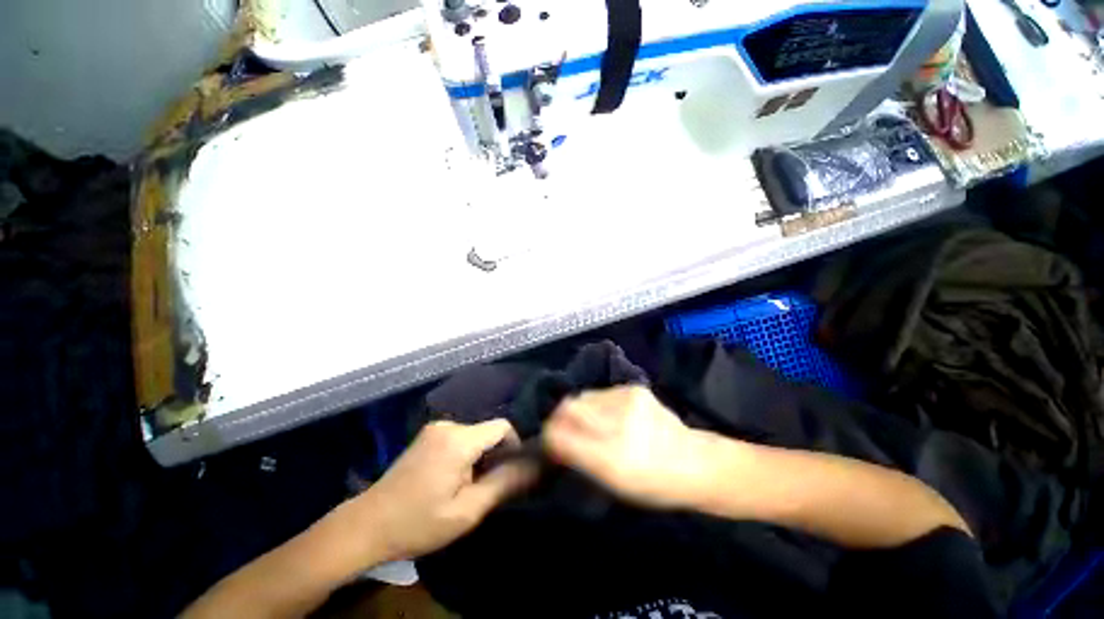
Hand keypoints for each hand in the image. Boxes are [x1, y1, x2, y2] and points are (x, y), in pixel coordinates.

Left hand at [346, 420, 537, 561]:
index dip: (514, 447)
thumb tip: (533, 466)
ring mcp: (435, 428)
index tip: (507, 474)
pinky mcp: (427, 434)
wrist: (367, 525)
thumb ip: (503, 484)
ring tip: (466, 486)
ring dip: (479, 456)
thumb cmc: (418, 523)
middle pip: (488, 431)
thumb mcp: (467, 511)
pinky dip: (465, 453)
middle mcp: (449, 424)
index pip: (503, 427)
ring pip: (475, 434)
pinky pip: (460, 436)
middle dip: (494, 455)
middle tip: (484, 487)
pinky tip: (451, 478)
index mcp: (460, 440)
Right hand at [543, 386, 712, 508]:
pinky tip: (610, 416)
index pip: (562, 433)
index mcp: (611, 456)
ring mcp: (628, 399)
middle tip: (567, 430)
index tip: (549, 439)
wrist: (693, 462)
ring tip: (593, 424)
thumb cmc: (650, 483)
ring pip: (585, 396)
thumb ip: (577, 457)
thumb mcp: (610, 482)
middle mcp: (618, 422)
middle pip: (570, 406)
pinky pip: (602, 393)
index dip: (550, 433)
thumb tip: (551, 438)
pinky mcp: (635, 388)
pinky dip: (598, 404)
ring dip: (581, 409)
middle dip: (562, 417)